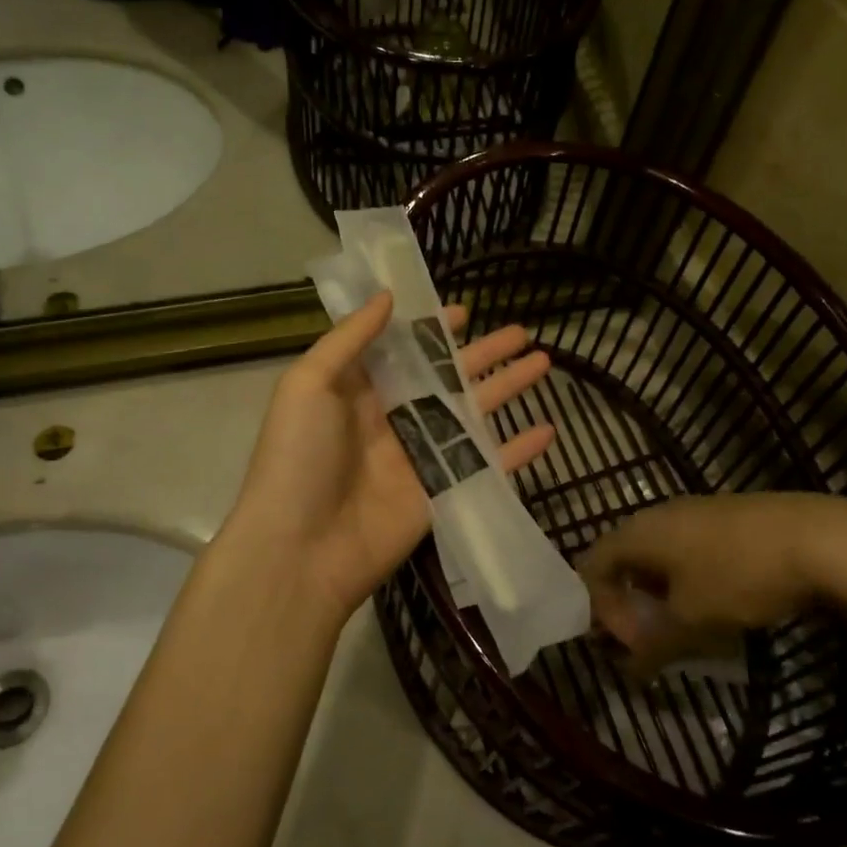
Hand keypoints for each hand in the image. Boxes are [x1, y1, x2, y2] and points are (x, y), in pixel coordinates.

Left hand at [223, 291, 555, 618]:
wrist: (300, 550)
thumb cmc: (298, 456)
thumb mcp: (308, 383)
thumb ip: (350, 338)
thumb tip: (387, 296)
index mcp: (358, 390)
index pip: (404, 350)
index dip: (432, 330)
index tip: (464, 312)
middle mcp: (393, 418)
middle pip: (447, 377)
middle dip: (483, 354)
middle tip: (522, 332)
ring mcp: (421, 456)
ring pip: (473, 414)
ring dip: (507, 388)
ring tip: (543, 362)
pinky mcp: (442, 492)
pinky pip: (487, 464)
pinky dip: (517, 450)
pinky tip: (548, 430)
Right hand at [577, 493, 846, 674]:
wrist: (816, 537)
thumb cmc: (739, 574)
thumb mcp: (693, 619)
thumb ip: (655, 645)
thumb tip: (628, 671)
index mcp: (637, 532)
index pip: (593, 565)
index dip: (600, 607)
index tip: (628, 643)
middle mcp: (656, 515)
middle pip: (624, 561)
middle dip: (631, 605)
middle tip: (654, 642)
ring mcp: (691, 513)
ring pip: (657, 558)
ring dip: (661, 597)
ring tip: (687, 631)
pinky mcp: (722, 519)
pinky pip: (686, 551)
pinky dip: (687, 582)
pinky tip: (718, 608)